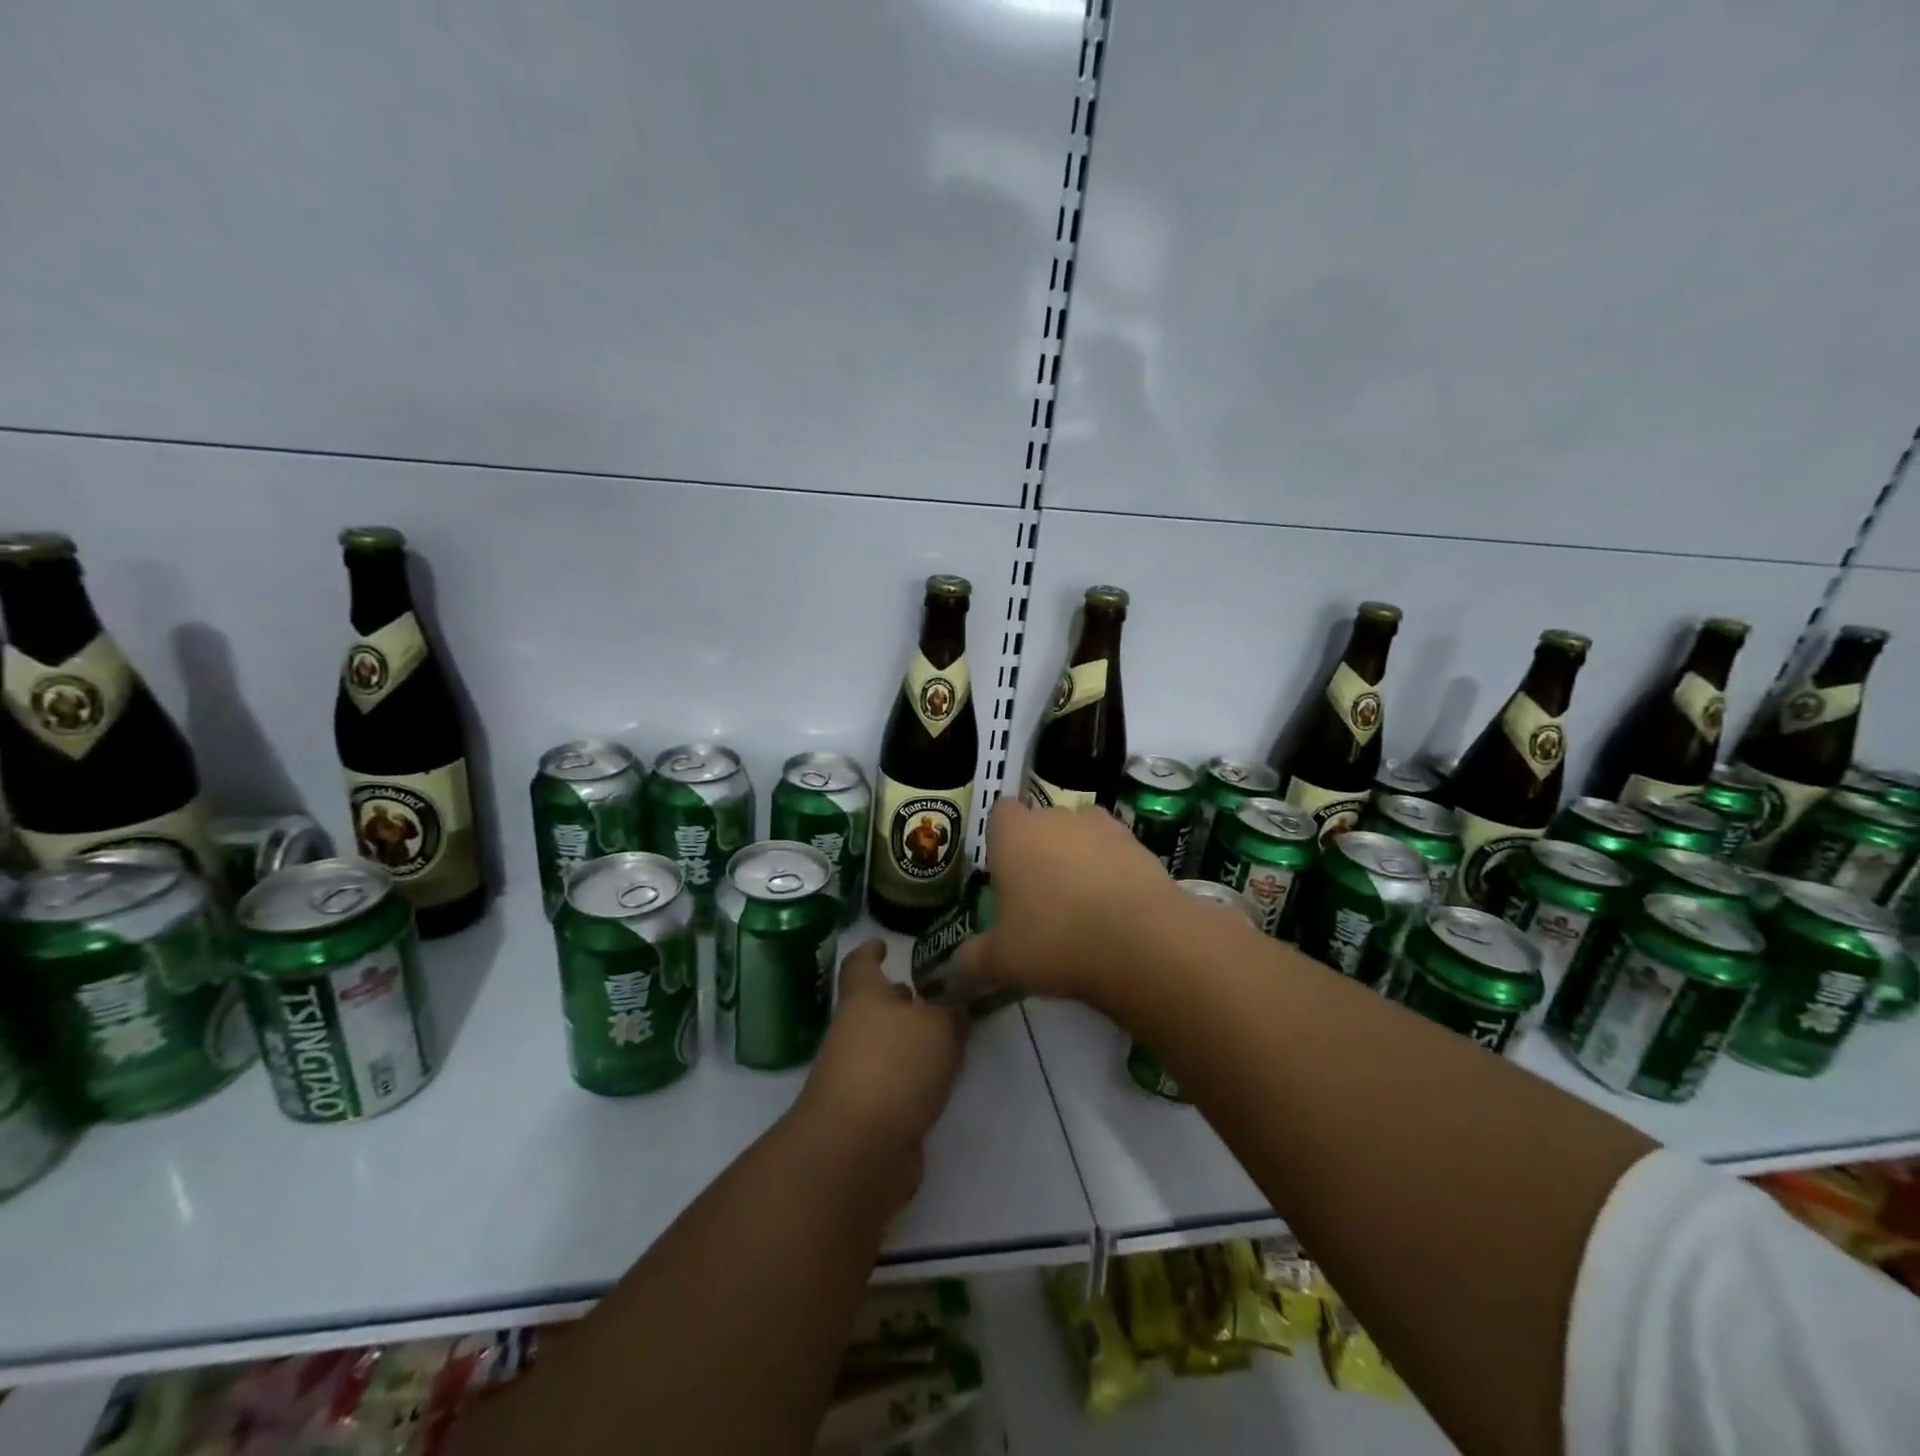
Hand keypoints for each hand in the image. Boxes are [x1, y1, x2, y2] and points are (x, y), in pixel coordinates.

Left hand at [791, 939, 967, 1212]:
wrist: (859, 1149)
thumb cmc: (894, 1066)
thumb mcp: (938, 1027)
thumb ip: (953, 1014)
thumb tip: (956, 1009)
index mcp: (864, 998)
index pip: (861, 965)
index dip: (870, 951)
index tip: (883, 943)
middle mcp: (855, 1032)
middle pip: (876, 1007)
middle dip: (902, 1000)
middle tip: (936, 993)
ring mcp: (859, 1076)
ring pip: (888, 1047)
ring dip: (912, 1041)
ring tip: (951, 1034)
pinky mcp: (871, 1115)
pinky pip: (897, 1084)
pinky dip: (916, 1078)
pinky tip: (943, 1078)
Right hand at [954, 798, 1184, 1003]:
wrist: (1141, 941)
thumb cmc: (1055, 940)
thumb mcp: (1002, 961)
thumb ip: (973, 959)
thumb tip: (958, 966)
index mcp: (1014, 834)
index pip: (1000, 813)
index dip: (1001, 839)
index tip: (1005, 872)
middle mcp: (1056, 817)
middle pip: (1041, 822)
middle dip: (1040, 849)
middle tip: (1040, 896)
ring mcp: (1102, 826)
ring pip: (1081, 833)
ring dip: (1078, 855)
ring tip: (1082, 901)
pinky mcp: (1139, 844)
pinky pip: (1115, 850)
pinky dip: (1112, 869)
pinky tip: (1115, 907)